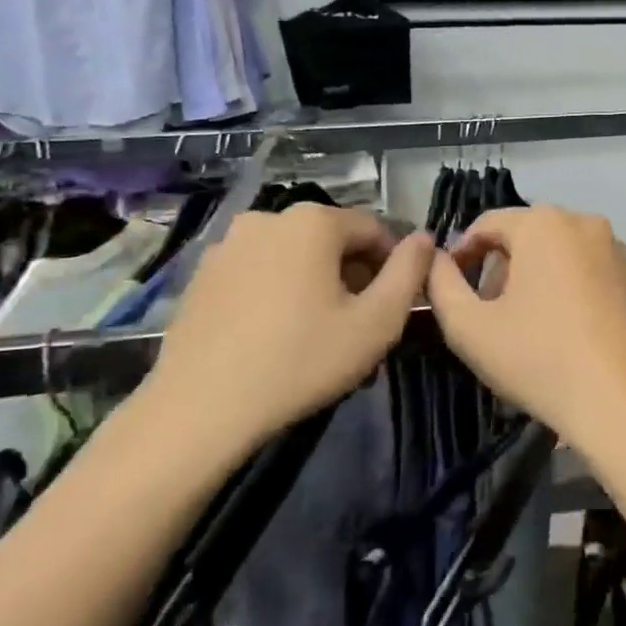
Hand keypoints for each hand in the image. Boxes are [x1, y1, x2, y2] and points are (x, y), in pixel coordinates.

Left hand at [138, 204, 434, 465]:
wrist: (201, 408)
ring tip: (318, 336)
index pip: (374, 230)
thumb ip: (410, 272)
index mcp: (312, 221)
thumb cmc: (302, 360)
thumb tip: (424, 238)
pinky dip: (278, 293)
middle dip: (353, 277)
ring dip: (316, 285)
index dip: (393, 266)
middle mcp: (267, 217)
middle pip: (332, 241)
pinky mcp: (202, 275)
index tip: (394, 308)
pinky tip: (276, 336)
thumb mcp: (377, 322)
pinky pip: (259, 273)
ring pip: (294, 257)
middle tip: (358, 328)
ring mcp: (228, 245)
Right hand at [427, 207, 625, 460]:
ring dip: (533, 276)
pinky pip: (586, 268)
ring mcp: (615, 248)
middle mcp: (583, 222)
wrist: (620, 401)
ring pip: (557, 250)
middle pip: (525, 234)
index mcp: (543, 223)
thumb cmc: (538, 358)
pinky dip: (566, 285)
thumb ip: (441, 285)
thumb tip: (435, 260)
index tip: (450, 287)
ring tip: (522, 322)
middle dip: (499, 266)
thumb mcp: (469, 327)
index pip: (487, 224)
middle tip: (486, 310)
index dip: (462, 253)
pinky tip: (562, 328)